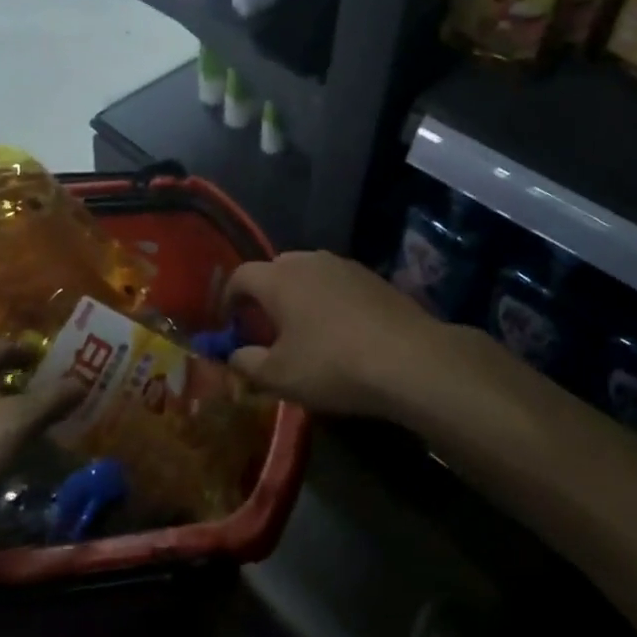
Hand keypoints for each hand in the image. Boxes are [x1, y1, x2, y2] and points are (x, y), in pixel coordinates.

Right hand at [223, 251, 481, 421]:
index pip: (240, 275)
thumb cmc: (332, 365)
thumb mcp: (280, 376)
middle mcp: (308, 261)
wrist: (408, 357)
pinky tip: (339, 328)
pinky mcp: (372, 276)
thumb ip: (247, 364)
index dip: (228, 298)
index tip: (228, 324)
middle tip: (265, 327)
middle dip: (264, 295)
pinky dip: (327, 299)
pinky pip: (336, 282)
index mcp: (278, 278)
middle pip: (275, 270)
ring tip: (302, 328)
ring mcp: (344, 265)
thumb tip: (233, 356)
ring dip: (298, 294)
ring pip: (308, 273)